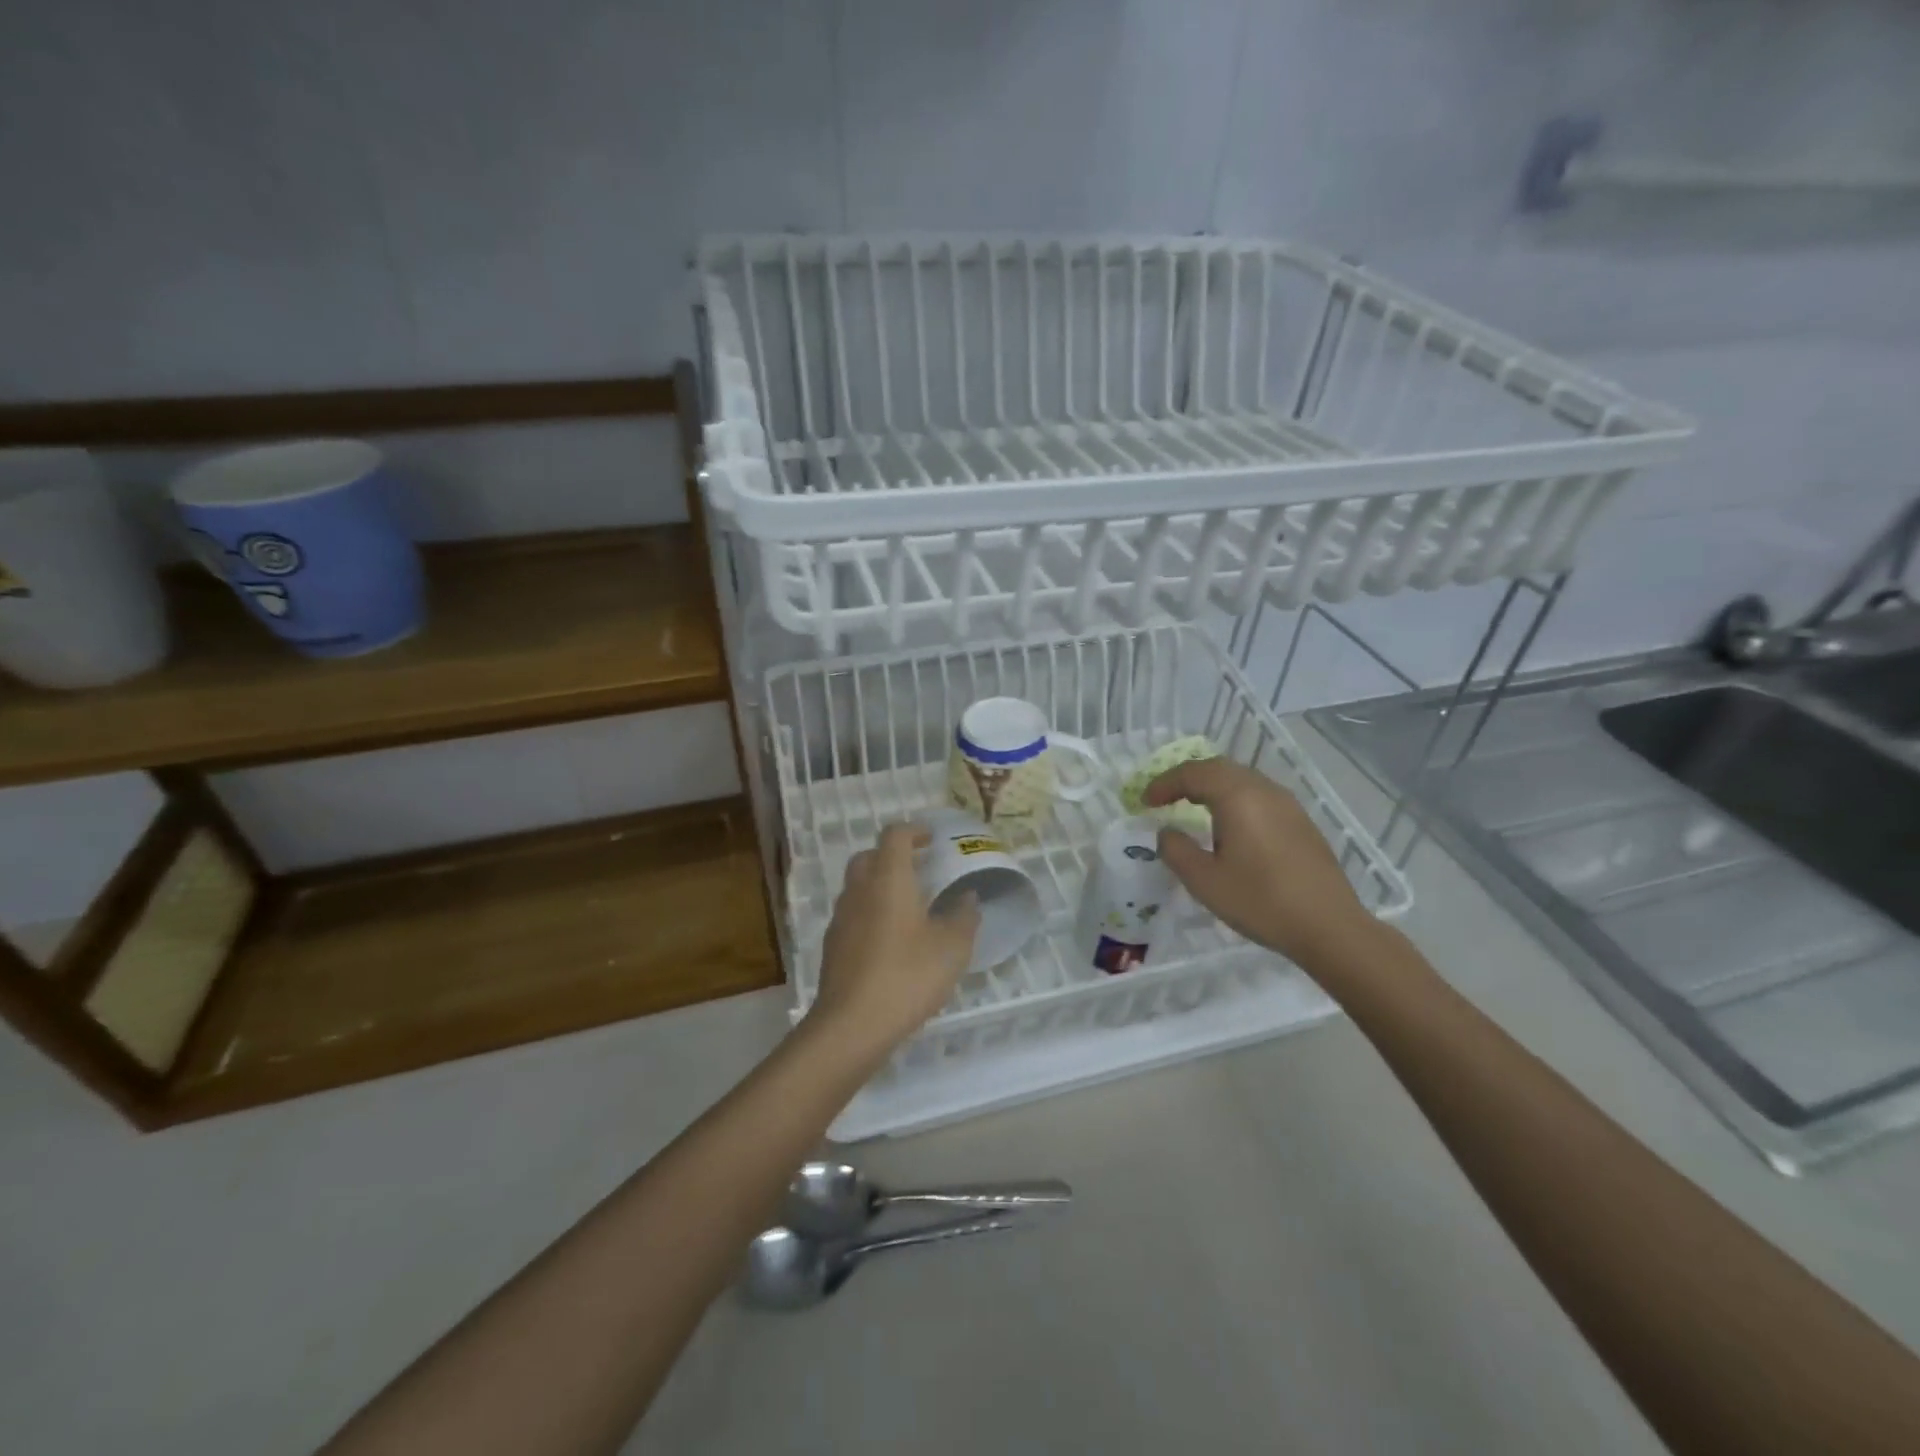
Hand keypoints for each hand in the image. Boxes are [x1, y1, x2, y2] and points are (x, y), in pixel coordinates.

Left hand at [811, 823, 979, 1056]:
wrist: (852, 1024)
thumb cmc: (907, 975)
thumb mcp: (951, 948)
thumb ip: (964, 917)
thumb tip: (968, 898)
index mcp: (888, 879)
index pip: (895, 835)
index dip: (914, 830)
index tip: (932, 839)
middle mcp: (859, 890)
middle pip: (870, 856)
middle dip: (893, 856)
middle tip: (920, 870)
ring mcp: (841, 918)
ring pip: (858, 886)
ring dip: (880, 885)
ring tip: (910, 907)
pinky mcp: (832, 945)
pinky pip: (853, 914)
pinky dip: (871, 913)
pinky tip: (891, 941)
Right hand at [1144, 757, 1376, 970]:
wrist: (1329, 927)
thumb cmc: (1260, 901)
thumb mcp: (1204, 881)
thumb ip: (1176, 850)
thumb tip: (1168, 832)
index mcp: (1238, 797)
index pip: (1193, 774)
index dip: (1164, 784)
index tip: (1144, 802)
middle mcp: (1264, 790)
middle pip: (1219, 768)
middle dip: (1187, 779)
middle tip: (1165, 797)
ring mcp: (1288, 804)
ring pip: (1242, 779)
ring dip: (1212, 787)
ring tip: (1192, 807)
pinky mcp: (1301, 822)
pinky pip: (1259, 796)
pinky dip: (1234, 799)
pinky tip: (1230, 826)